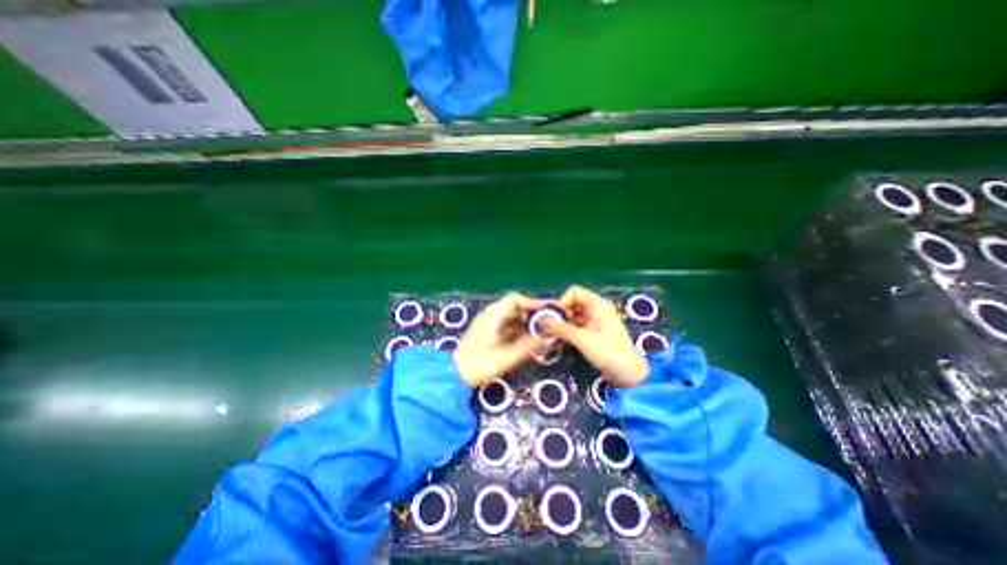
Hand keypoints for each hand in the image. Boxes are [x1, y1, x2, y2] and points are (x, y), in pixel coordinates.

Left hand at [452, 292, 546, 386]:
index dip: (532, 303)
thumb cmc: (480, 365)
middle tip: (548, 325)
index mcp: (493, 316)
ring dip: (527, 324)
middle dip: (533, 316)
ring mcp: (489, 323)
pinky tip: (528, 340)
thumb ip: (528, 347)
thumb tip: (548, 340)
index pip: (515, 300)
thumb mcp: (507, 358)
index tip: (548, 310)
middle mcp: (491, 315)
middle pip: (515, 308)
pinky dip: (520, 330)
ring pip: (513, 317)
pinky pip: (508, 325)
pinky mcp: (489, 331)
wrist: (456, 374)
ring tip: (541, 334)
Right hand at [538, 285, 648, 385]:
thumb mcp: (582, 339)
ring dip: (561, 325)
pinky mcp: (592, 333)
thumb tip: (541, 321)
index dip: (562, 302)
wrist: (629, 375)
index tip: (552, 317)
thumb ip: (561, 328)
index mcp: (597, 304)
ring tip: (550, 336)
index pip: (574, 292)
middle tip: (547, 329)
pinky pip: (575, 327)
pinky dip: (566, 333)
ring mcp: (594, 321)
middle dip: (559, 315)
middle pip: (571, 304)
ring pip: (572, 317)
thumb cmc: (608, 352)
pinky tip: (557, 342)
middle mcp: (595, 309)